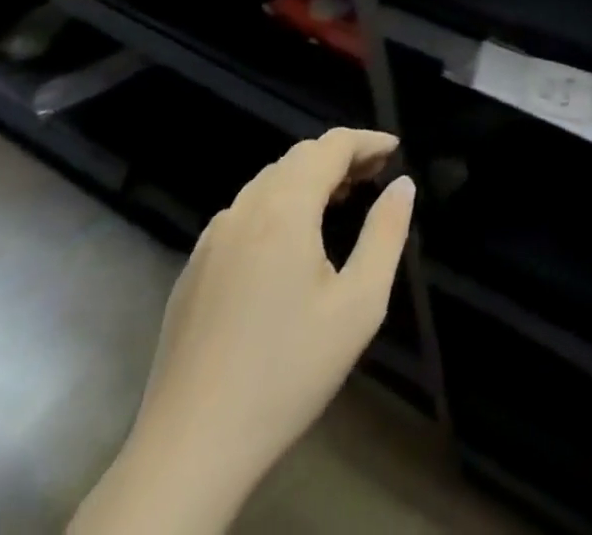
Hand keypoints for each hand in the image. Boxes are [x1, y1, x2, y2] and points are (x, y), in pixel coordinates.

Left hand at [71, 128, 415, 534]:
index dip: (366, 140)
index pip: (330, 146)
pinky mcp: (192, 270)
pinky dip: (278, 203)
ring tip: (340, 200)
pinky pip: (243, 213)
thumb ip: (386, 234)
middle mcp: (244, 210)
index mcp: (285, 209)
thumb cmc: (287, 372)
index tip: (395, 150)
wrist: (189, 451)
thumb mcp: (359, 305)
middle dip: (340, 156)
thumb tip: (402, 185)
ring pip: (267, 182)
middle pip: (297, 157)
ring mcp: (211, 240)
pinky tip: (290, 241)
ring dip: (308, 178)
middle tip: (375, 174)